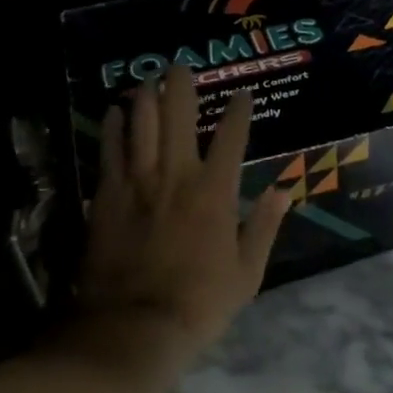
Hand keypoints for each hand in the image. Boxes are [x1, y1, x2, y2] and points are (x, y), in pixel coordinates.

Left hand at [78, 65, 291, 368]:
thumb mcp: (247, 273)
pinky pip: (110, 149)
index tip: (243, 94)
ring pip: (141, 123)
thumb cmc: (198, 303)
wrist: (134, 326)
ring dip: (145, 97)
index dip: (239, 111)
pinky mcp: (107, 194)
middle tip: (180, 66)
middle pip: (179, 115)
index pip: (232, 137)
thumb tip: (284, 190)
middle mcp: (176, 175)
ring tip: (148, 80)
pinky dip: (113, 126)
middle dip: (181, 85)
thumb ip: (265, 226)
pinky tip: (115, 111)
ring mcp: (138, 181)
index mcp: (215, 192)